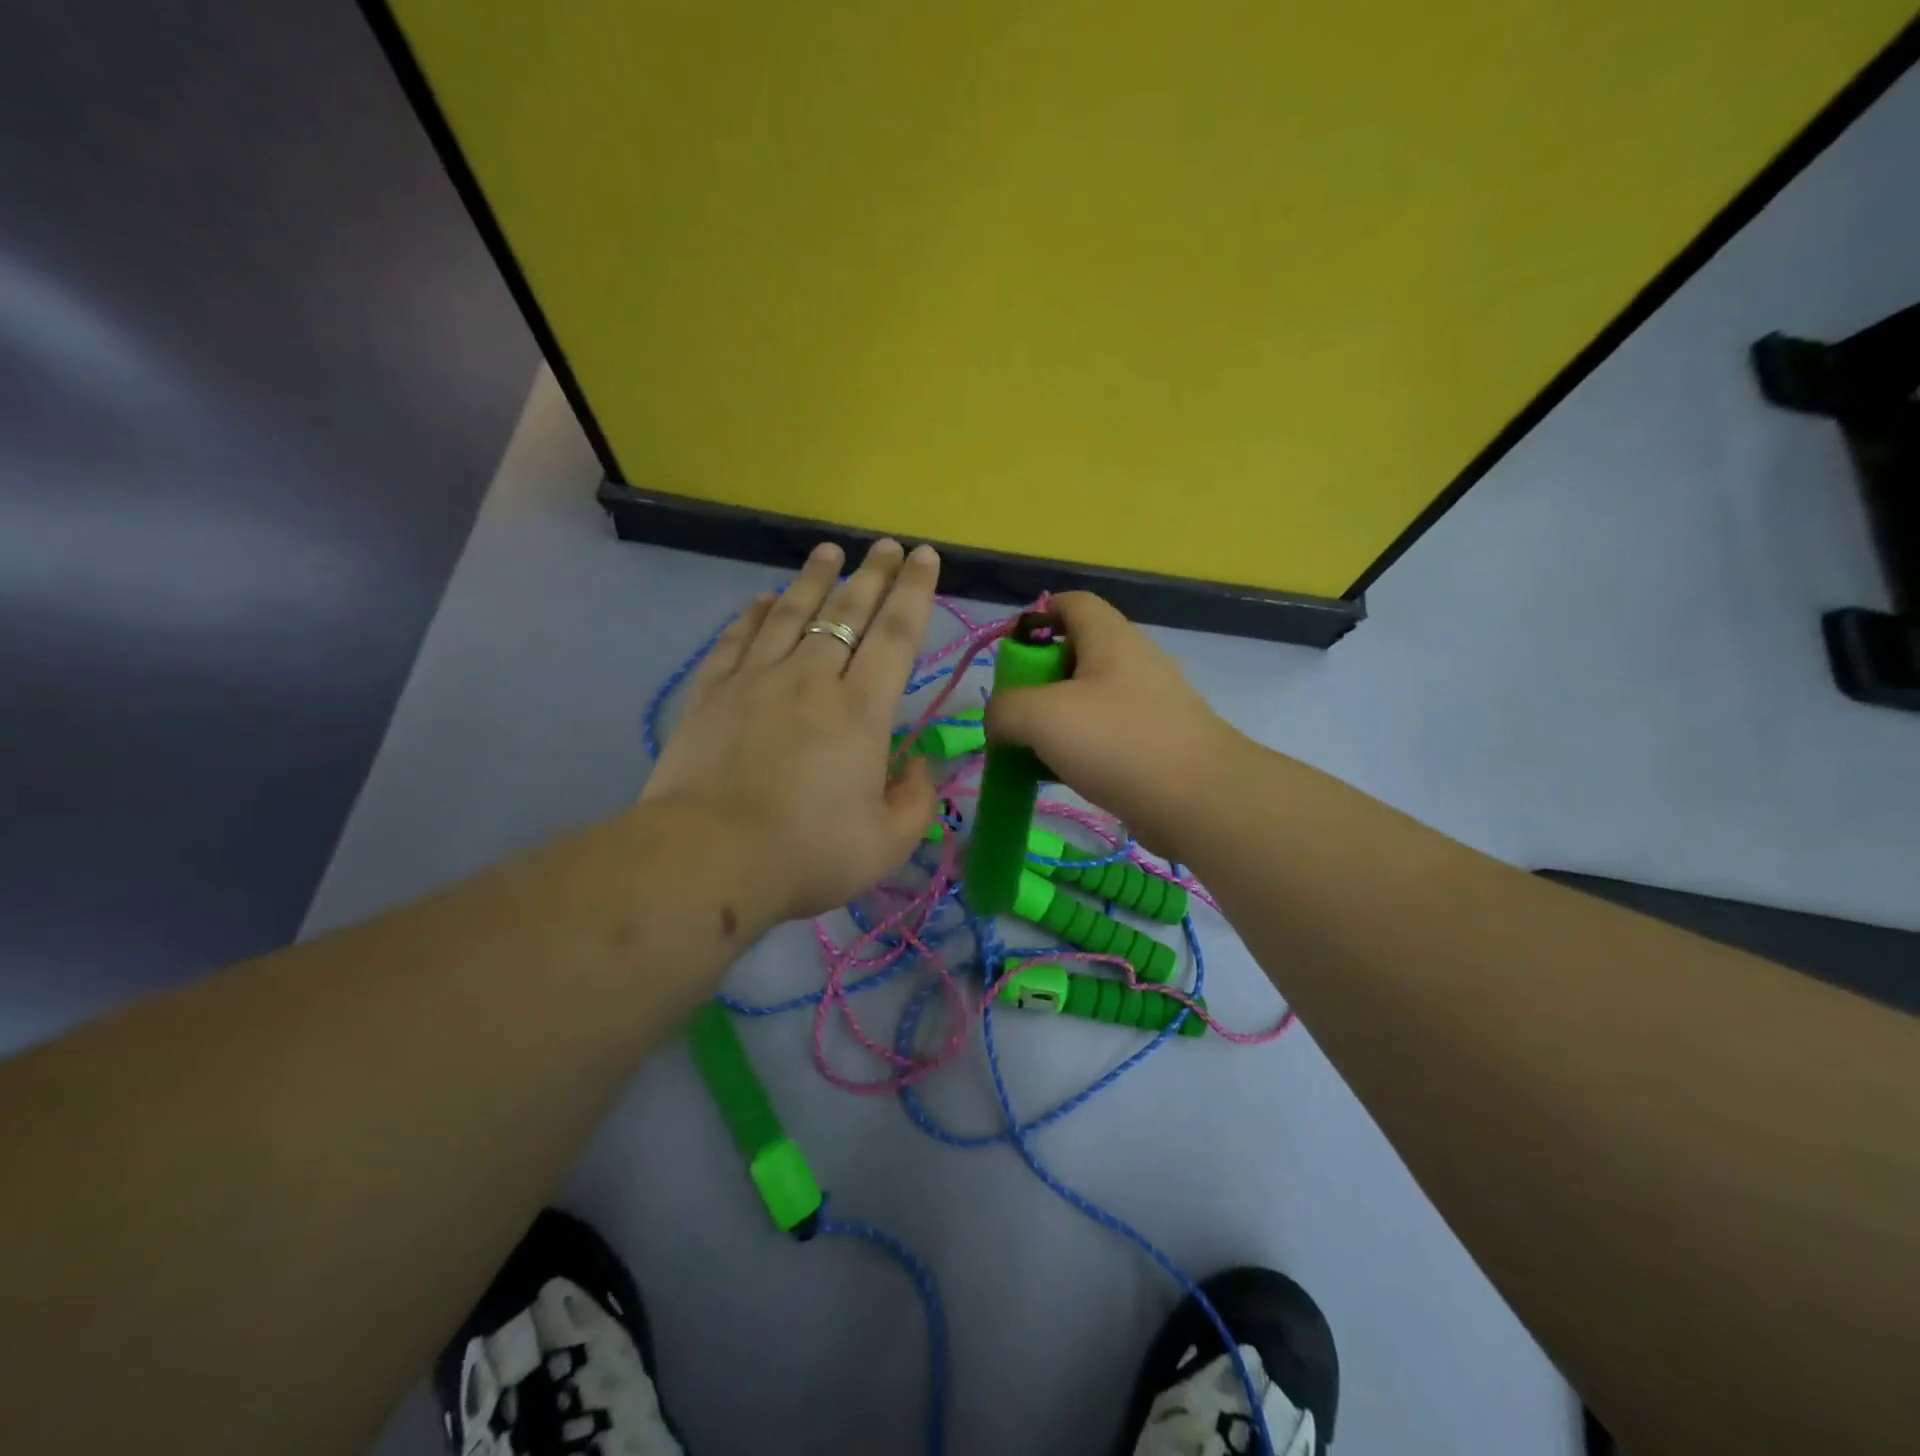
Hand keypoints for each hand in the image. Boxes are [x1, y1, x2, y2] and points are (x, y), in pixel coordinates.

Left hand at [640, 538, 941, 925]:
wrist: (708, 859)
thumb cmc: (807, 853)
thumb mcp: (886, 843)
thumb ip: (915, 799)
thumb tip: (920, 764)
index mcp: (861, 710)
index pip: (896, 634)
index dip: (914, 591)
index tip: (924, 556)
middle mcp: (812, 679)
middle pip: (847, 612)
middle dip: (872, 574)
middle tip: (886, 545)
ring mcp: (756, 680)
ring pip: (791, 614)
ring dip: (813, 579)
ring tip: (828, 551)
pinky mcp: (712, 693)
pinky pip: (737, 639)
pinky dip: (755, 614)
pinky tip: (765, 599)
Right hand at [983, 592, 1249, 859]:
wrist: (1199, 801)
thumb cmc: (1117, 742)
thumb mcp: (1041, 717)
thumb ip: (1005, 709)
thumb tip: (999, 719)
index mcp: (1109, 638)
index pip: (1070, 603)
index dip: (1035, 618)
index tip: (1010, 657)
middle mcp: (1133, 661)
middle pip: (1075, 653)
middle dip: (1038, 680)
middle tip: (1016, 713)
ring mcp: (1149, 703)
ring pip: (1088, 699)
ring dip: (1056, 720)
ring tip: (1032, 749)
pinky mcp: (1156, 742)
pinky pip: (1106, 734)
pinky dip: (1080, 748)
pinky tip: (1063, 774)